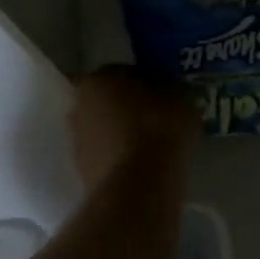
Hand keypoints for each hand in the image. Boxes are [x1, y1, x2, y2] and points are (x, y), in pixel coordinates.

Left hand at [70, 67, 196, 188]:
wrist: (138, 186)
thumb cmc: (158, 129)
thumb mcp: (182, 99)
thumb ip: (175, 90)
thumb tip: (173, 92)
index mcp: (97, 80)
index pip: (126, 72)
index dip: (150, 82)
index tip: (169, 95)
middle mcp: (78, 106)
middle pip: (112, 102)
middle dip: (134, 109)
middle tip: (162, 119)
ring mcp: (77, 142)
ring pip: (108, 131)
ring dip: (127, 135)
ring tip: (157, 145)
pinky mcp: (82, 172)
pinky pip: (110, 156)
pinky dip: (125, 158)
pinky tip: (147, 165)